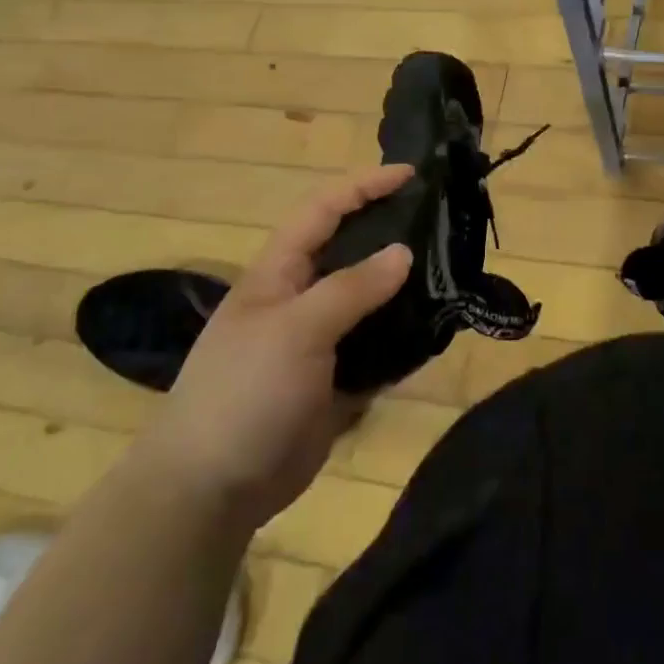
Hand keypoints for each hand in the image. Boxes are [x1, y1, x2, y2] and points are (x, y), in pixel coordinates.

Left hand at [144, 165, 413, 528]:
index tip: (412, 175)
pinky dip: (405, 337)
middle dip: (391, 230)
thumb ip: (351, 288)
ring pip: (370, 299)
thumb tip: (403, 252)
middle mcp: (301, 298)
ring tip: (452, 272)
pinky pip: (378, 347)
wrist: (211, 488)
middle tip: (442, 222)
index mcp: (279, 272)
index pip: (323, 210)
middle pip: (351, 250)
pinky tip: (437, 331)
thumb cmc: (244, 391)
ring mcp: (319, 341)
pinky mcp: (335, 379)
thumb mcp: (296, 330)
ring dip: (405, 286)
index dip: (364, 186)